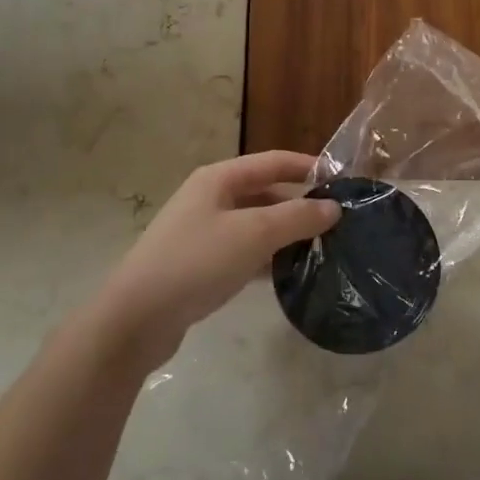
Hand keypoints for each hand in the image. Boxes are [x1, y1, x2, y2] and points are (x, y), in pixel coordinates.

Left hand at [90, 151, 340, 369]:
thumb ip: (297, 218)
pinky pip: (242, 252)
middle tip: (337, 222)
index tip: (342, 180)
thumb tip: (334, 207)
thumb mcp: (254, 234)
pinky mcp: (198, 264)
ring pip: (254, 225)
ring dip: (285, 234)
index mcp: (219, 178)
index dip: (307, 166)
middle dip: (299, 205)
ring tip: (322, 249)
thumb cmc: (197, 262)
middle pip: (264, 192)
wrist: (136, 318)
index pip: (272, 161)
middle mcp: (209, 198)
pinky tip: (288, 275)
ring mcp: (201, 232)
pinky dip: (266, 258)